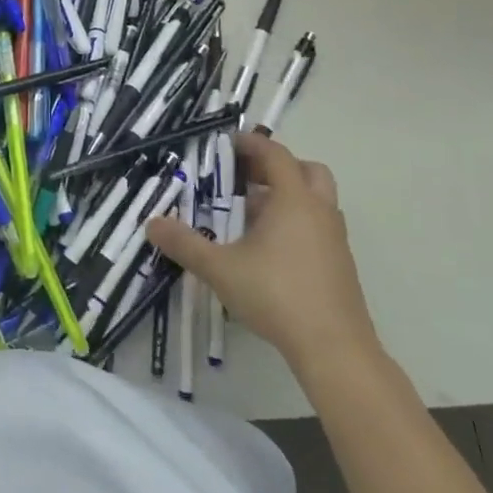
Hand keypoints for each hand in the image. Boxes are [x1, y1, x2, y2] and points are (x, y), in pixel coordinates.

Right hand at [146, 132, 380, 376]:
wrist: (335, 349)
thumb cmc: (276, 296)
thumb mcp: (220, 269)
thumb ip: (185, 244)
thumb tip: (152, 224)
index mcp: (294, 200)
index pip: (275, 154)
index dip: (251, 143)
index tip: (226, 143)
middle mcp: (319, 210)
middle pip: (305, 170)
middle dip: (275, 167)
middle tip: (243, 177)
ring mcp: (335, 238)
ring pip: (315, 200)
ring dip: (286, 196)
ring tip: (250, 214)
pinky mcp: (341, 264)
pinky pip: (318, 226)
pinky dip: (295, 222)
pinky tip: (268, 249)